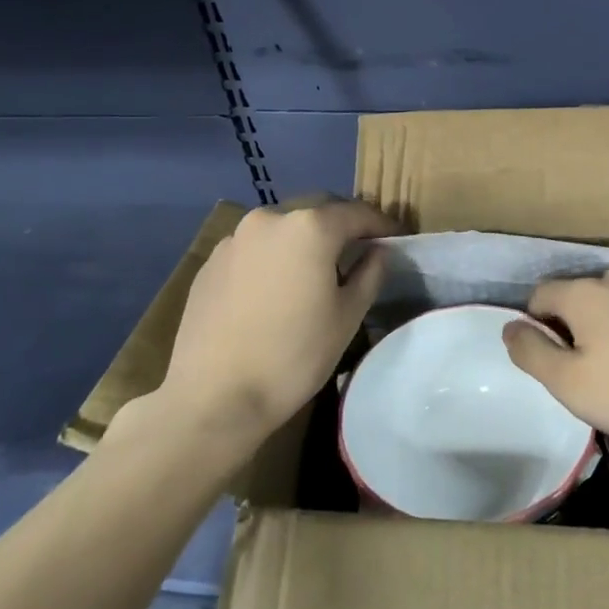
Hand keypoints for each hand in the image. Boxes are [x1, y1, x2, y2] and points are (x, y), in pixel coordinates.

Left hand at [128, 198, 396, 451]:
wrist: (213, 398)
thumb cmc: (293, 356)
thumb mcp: (347, 316)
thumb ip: (370, 273)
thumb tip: (379, 250)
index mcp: (310, 227)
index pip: (357, 213)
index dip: (381, 224)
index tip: (396, 237)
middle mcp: (270, 218)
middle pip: (317, 211)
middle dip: (341, 226)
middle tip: (358, 250)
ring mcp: (235, 238)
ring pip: (282, 228)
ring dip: (304, 239)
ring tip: (314, 269)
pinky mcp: (211, 262)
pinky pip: (254, 247)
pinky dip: (273, 256)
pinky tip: (275, 288)